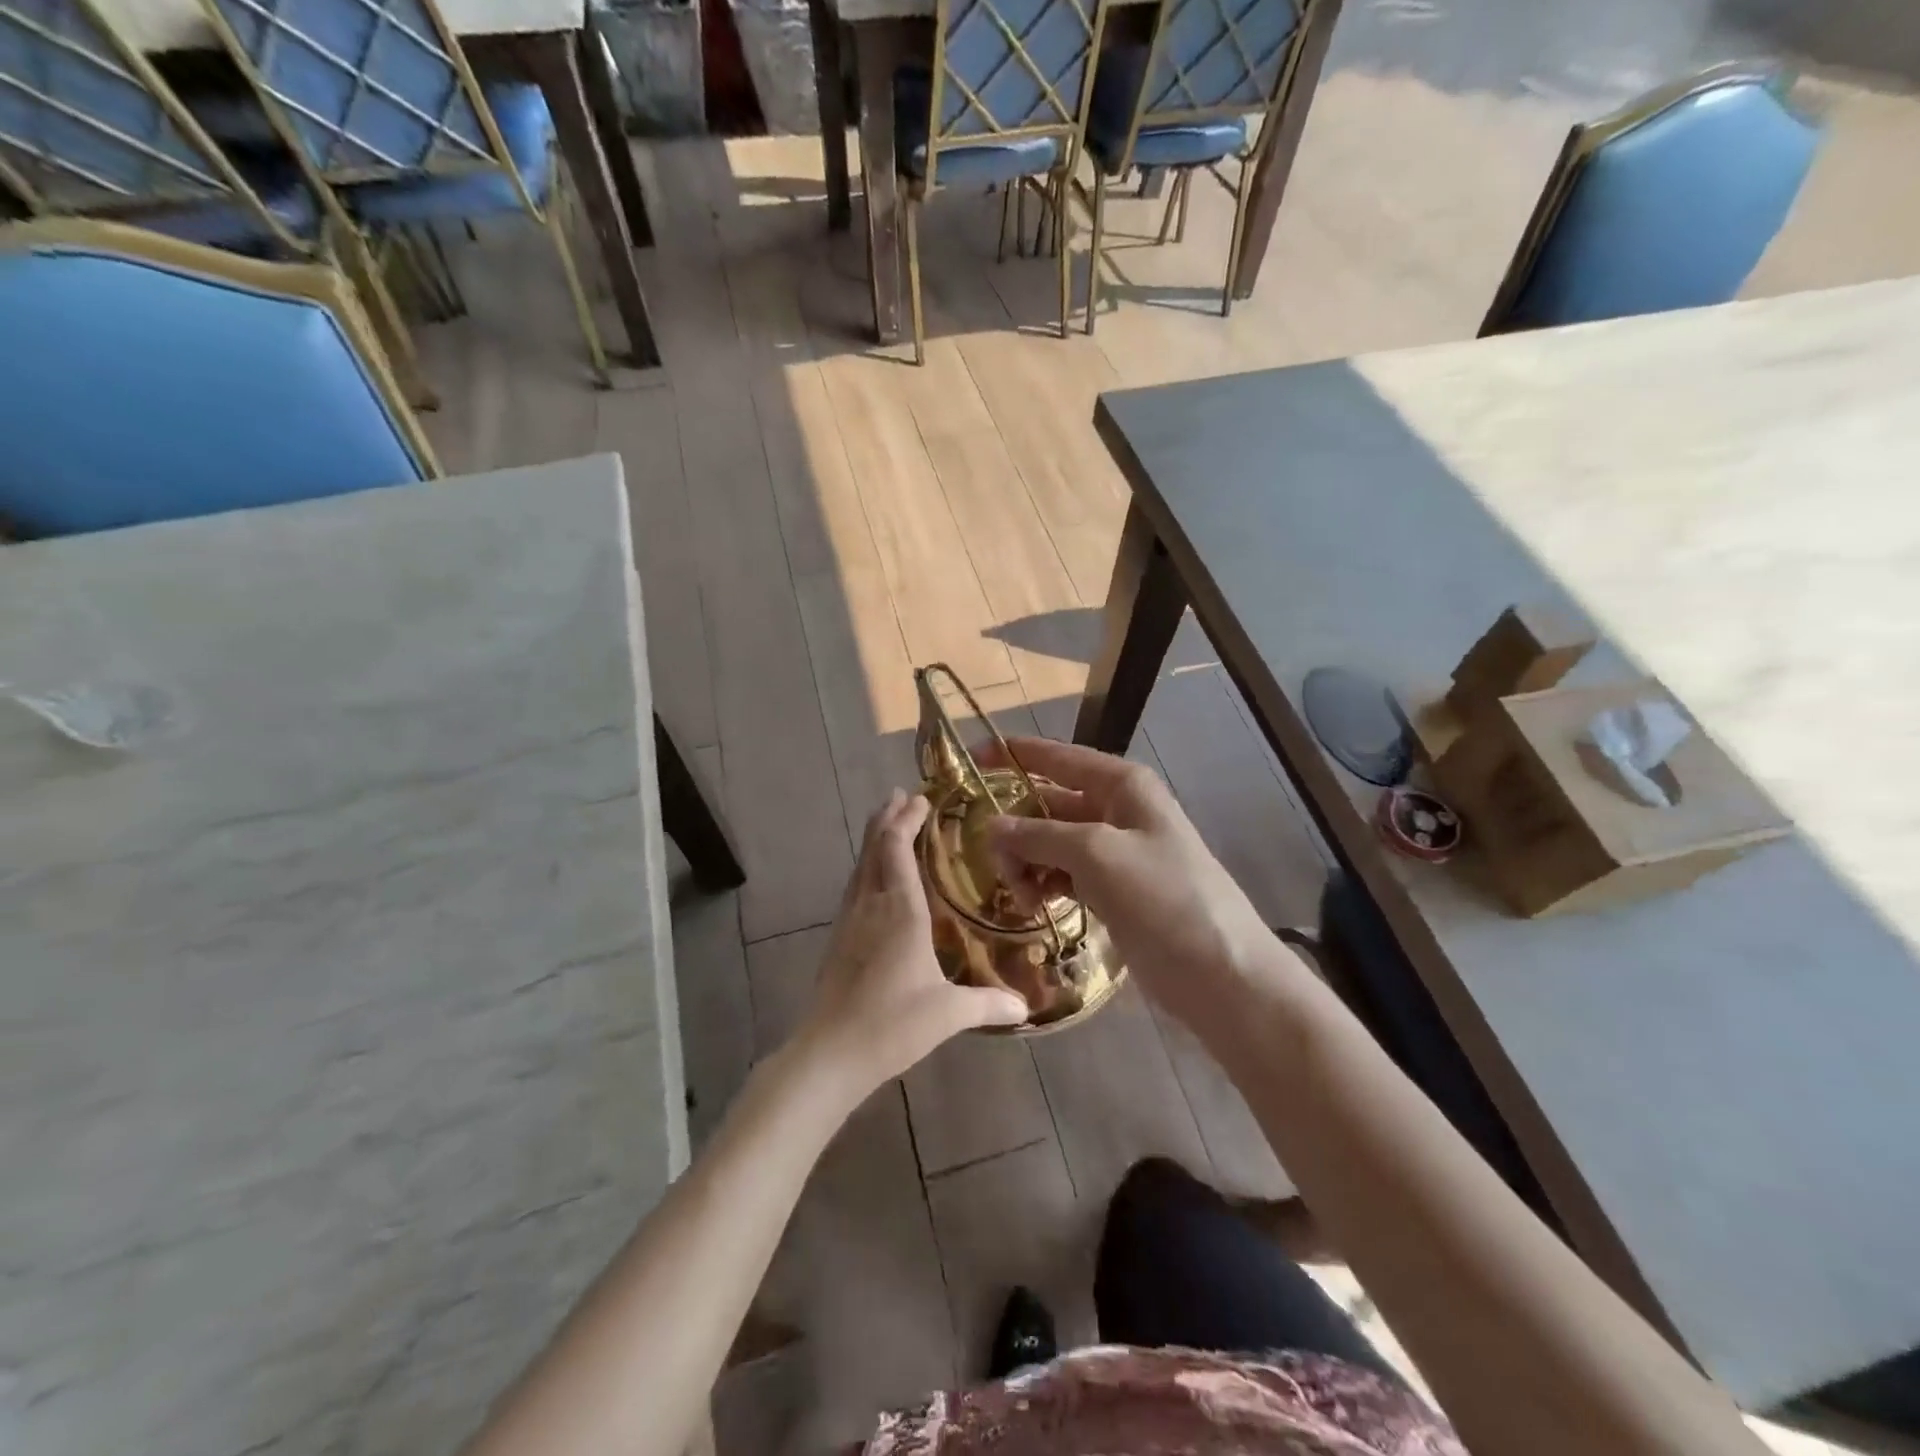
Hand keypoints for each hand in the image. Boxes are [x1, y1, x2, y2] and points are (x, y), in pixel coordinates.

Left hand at [796, 790, 1027, 1103]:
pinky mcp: (839, 938)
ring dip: (874, 839)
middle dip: (887, 818)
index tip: (920, 797)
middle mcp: (871, 905)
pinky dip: (867, 866)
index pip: (897, 848)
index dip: (907, 819)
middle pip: (874, 847)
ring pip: (860, 865)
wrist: (829, 1053)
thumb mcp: (948, 1014)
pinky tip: (874, 878)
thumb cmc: (892, 1025)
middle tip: (901, 795)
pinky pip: (854, 886)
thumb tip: (1027, 1007)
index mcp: (900, 910)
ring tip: (887, 823)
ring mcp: (849, 920)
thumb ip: (989, 1004)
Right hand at [980, 738, 1290, 1039]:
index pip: (1057, 757)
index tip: (971, 759)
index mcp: (1121, 785)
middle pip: (1048, 803)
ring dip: (1027, 862)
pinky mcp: (1113, 889)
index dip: (1014, 754)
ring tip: (1020, 896)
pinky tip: (1033, 905)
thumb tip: (991, 826)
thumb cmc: (1164, 898)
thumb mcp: (1096, 855)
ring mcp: (1115, 852)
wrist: (1221, 973)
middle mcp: (1117, 810)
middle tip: (993, 865)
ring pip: (1051, 842)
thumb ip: (1039, 834)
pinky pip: (1064, 873)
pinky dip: (1044, 883)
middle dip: (1016, 827)